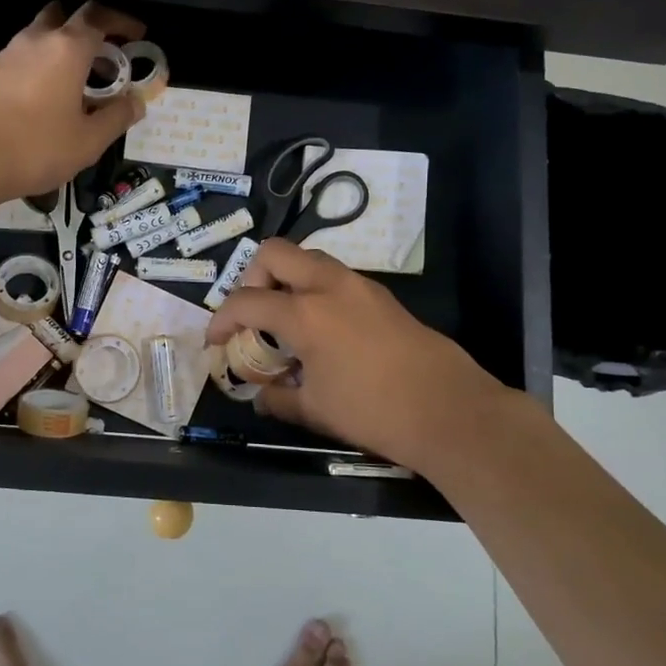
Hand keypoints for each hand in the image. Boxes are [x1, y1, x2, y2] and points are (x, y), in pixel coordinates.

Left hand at [0, 1, 147, 205]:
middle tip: (107, 57)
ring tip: (80, 80)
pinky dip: (43, 64)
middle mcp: (36, 40)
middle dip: (89, 29)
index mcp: (67, 48)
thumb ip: (117, 117)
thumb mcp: (89, 140)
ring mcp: (8, 54)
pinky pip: (24, 56)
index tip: (137, 35)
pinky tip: (49, 96)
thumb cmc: (37, 146)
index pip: (98, 16)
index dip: (122, 21)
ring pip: (41, 35)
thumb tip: (137, 102)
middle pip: (65, 15)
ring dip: (63, 47)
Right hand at [205, 239, 519, 473]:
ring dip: (286, 280)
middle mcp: (329, 286)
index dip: (221, 320)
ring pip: (308, 258)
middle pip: (275, 253)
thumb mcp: (316, 411)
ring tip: (285, 322)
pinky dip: (315, 291)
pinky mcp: (381, 295)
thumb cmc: (375, 412)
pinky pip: (334, 277)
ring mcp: (359, 286)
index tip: (215, 340)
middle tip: (253, 315)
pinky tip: (322, 331)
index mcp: (305, 313)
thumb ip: (279, 398)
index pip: (246, 302)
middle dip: (252, 278)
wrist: (450, 411)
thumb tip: (261, 396)